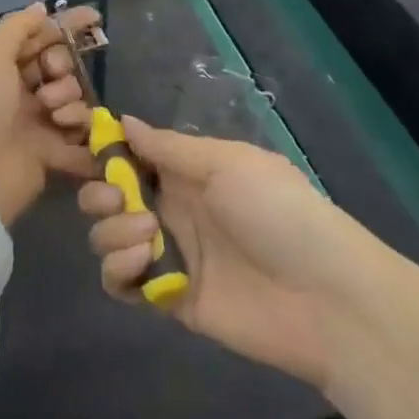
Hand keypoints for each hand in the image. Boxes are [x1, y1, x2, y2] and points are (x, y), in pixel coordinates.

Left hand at [0, 3, 101, 225]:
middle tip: (51, 75)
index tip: (93, 18)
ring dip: (68, 99)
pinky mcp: (47, 155)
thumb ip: (16, 28)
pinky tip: (73, 132)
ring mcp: (32, 124)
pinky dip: (82, 135)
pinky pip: (78, 138)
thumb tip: (39, 7)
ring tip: (53, 113)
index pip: (35, 37)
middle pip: (57, 66)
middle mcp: (15, 91)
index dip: (63, 26)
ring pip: (70, 98)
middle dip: (61, 65)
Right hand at [78, 117, 384, 387]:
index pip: (130, 156)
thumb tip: (123, 120)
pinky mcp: (167, 296)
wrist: (326, 297)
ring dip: (112, 232)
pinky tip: (140, 264)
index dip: (106, 152)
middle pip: (109, 197)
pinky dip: (118, 270)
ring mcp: (168, 254)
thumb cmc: (278, 212)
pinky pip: (120, 282)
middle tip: (119, 200)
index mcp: (186, 172)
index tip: (92, 149)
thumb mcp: (227, 163)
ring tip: (146, 236)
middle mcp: (170, 208)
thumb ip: (168, 147)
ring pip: (108, 237)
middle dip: (100, 194)